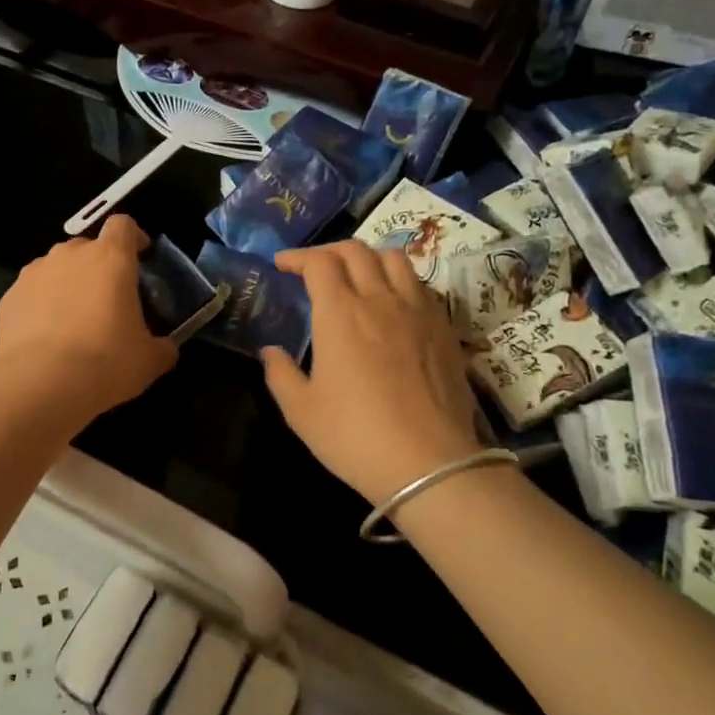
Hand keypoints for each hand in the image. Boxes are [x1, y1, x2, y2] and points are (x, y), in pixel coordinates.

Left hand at [0, 215, 177, 429]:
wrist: (40, 384)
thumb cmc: (105, 362)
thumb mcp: (149, 360)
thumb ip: (162, 346)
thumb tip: (165, 348)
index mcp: (111, 258)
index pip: (123, 225)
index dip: (133, 237)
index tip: (140, 257)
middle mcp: (71, 255)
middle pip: (88, 248)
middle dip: (99, 268)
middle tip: (108, 302)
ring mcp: (34, 273)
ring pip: (57, 269)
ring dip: (68, 286)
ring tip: (73, 322)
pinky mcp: (9, 296)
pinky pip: (32, 294)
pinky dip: (40, 307)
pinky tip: (45, 339)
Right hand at [262, 242, 482, 506]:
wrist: (430, 463)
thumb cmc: (355, 436)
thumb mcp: (301, 411)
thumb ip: (280, 375)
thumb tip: (270, 352)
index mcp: (340, 312)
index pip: (319, 263)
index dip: (297, 257)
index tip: (282, 265)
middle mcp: (380, 299)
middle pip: (356, 251)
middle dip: (329, 251)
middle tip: (314, 269)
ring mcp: (418, 310)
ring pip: (395, 259)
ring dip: (369, 258)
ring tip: (357, 276)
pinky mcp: (444, 328)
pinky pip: (421, 286)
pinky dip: (399, 281)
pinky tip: (393, 305)